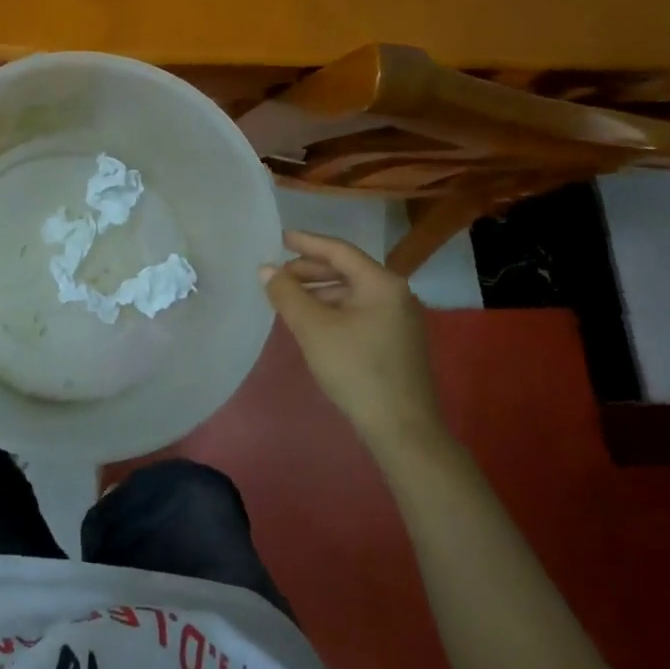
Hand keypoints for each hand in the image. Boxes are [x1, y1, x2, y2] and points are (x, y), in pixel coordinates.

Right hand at [260, 229, 448, 453]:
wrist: (403, 430)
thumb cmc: (356, 370)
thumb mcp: (313, 328)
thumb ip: (287, 294)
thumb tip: (267, 269)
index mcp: (381, 283)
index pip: (339, 251)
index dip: (307, 243)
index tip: (280, 238)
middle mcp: (395, 294)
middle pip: (347, 270)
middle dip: (311, 270)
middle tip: (279, 274)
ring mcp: (399, 320)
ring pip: (352, 293)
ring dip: (320, 291)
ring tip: (290, 298)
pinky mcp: (396, 343)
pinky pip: (359, 312)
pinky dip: (333, 309)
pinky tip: (313, 322)